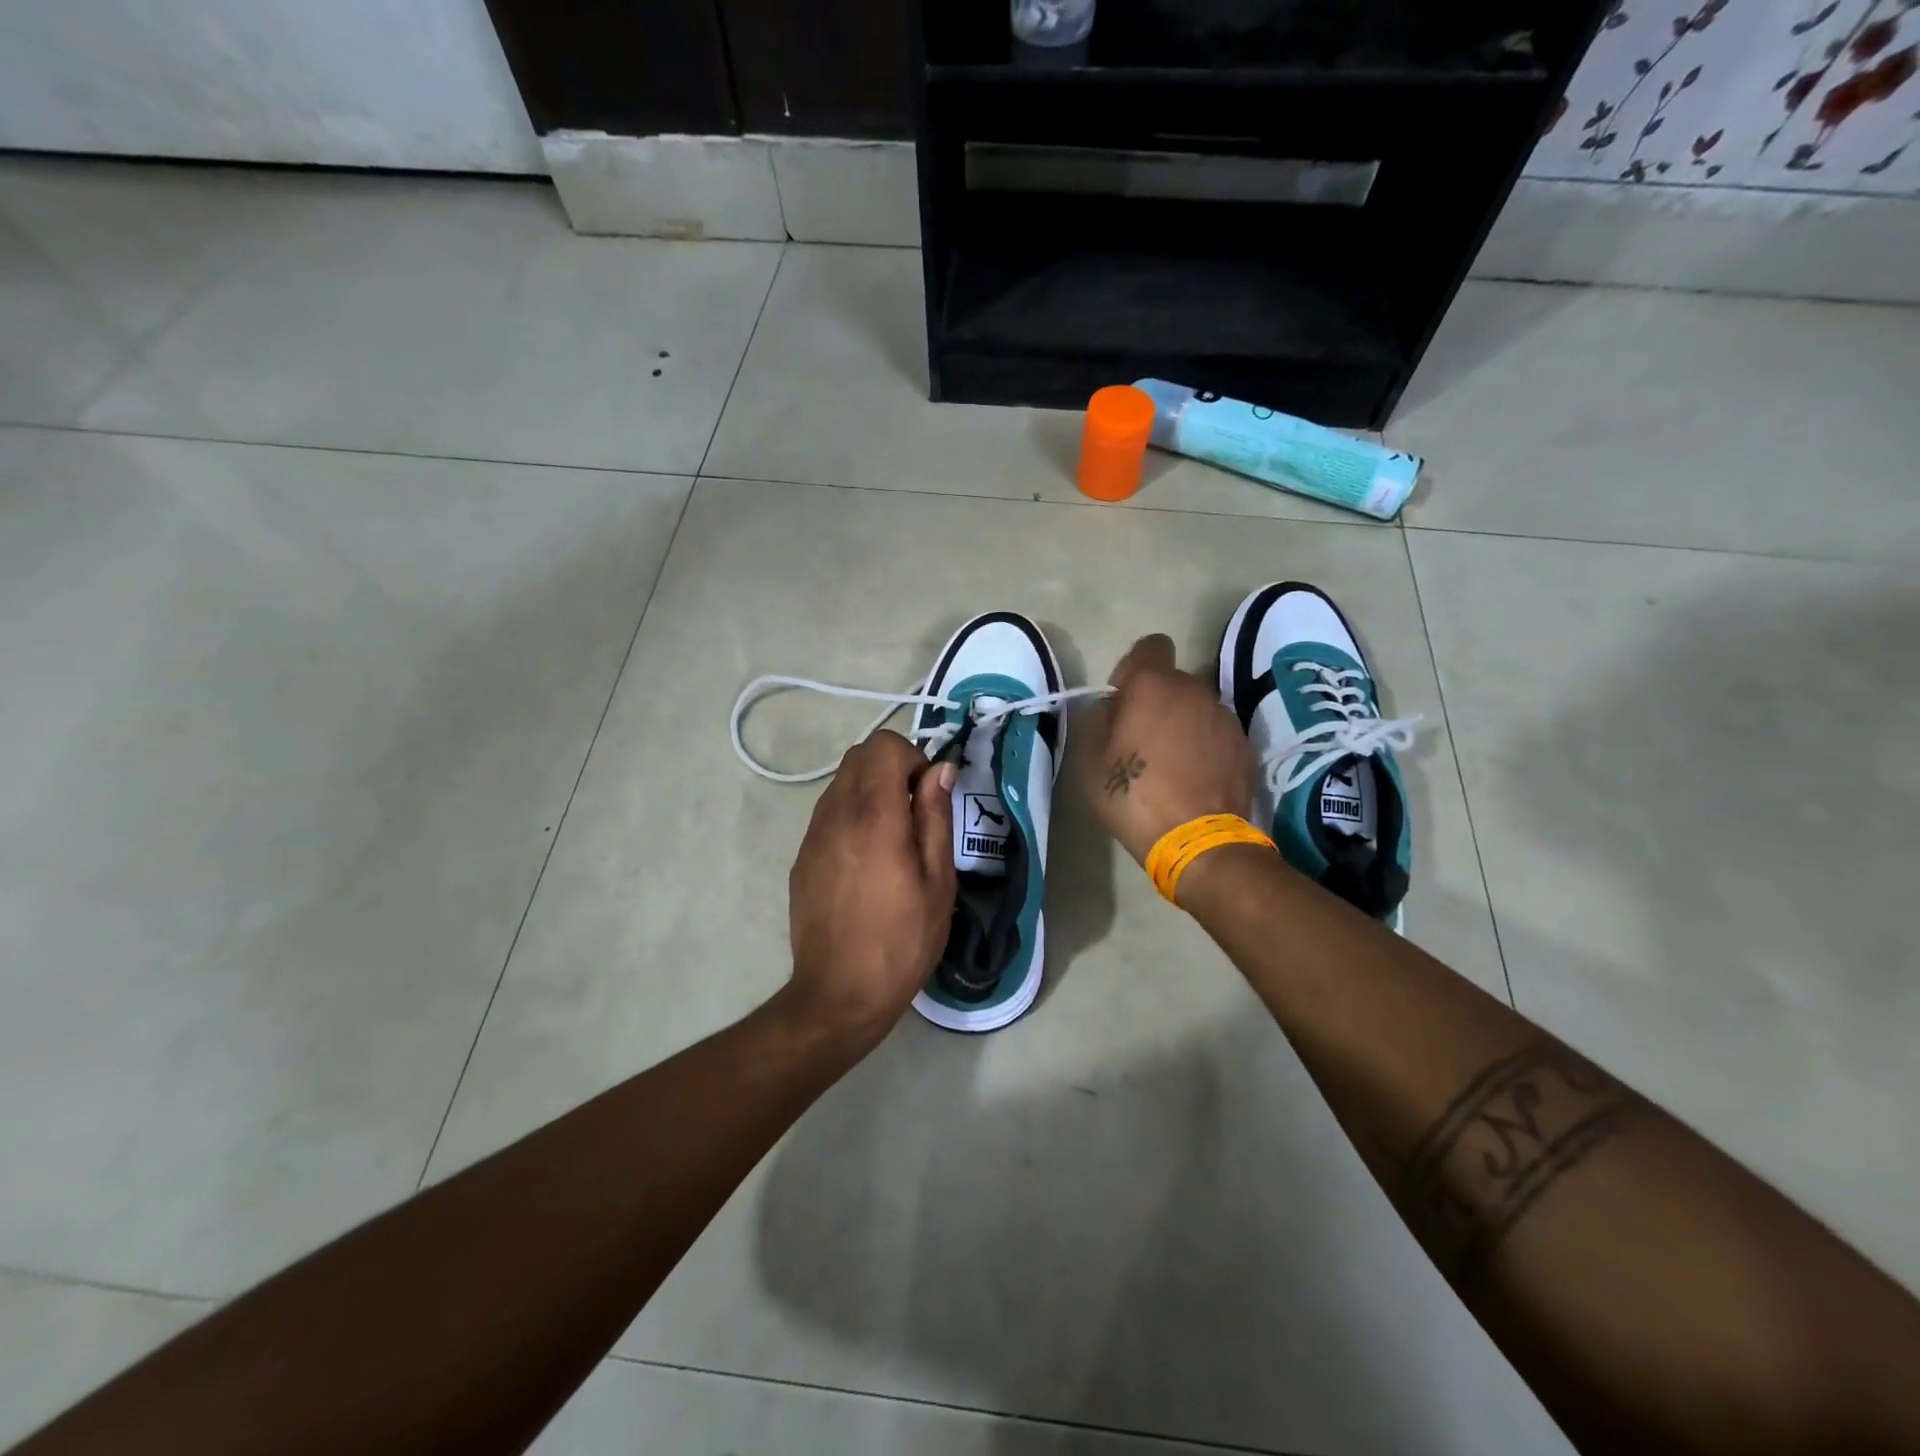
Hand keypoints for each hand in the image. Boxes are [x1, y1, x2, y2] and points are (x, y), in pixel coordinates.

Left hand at [783, 729, 956, 1047]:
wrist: (839, 993)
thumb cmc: (902, 940)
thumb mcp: (938, 881)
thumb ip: (936, 816)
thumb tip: (940, 770)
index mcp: (874, 816)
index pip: (883, 745)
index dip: (912, 757)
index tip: (928, 793)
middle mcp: (836, 814)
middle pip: (858, 756)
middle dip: (892, 767)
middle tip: (915, 810)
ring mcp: (812, 835)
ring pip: (841, 782)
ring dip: (870, 790)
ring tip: (893, 837)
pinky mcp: (802, 856)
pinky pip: (828, 813)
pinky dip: (852, 814)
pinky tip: (867, 859)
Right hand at [1079, 634, 1255, 864]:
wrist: (1198, 841)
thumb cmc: (1134, 795)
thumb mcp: (1092, 760)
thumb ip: (1099, 720)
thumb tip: (1113, 707)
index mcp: (1153, 685)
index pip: (1150, 646)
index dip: (1133, 668)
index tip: (1124, 700)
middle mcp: (1194, 690)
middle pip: (1173, 680)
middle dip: (1157, 700)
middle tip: (1142, 739)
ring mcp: (1224, 717)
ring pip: (1197, 706)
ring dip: (1183, 722)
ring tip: (1171, 763)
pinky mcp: (1244, 745)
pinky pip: (1216, 732)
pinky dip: (1204, 746)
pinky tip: (1194, 778)